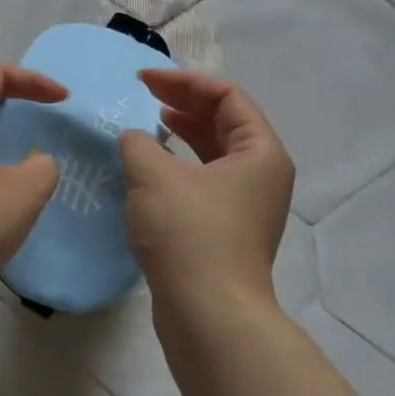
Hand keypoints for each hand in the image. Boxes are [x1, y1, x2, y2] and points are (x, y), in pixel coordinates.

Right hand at [118, 70, 294, 318]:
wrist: (208, 315)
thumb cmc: (189, 234)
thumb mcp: (154, 176)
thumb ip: (137, 144)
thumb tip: (133, 140)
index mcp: (260, 152)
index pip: (227, 97)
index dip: (184, 82)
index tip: (143, 81)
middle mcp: (261, 175)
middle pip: (224, 122)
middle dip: (183, 104)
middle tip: (143, 95)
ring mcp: (245, 206)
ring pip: (213, 154)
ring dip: (180, 135)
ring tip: (148, 125)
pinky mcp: (225, 231)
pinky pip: (203, 182)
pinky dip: (177, 167)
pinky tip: (148, 171)